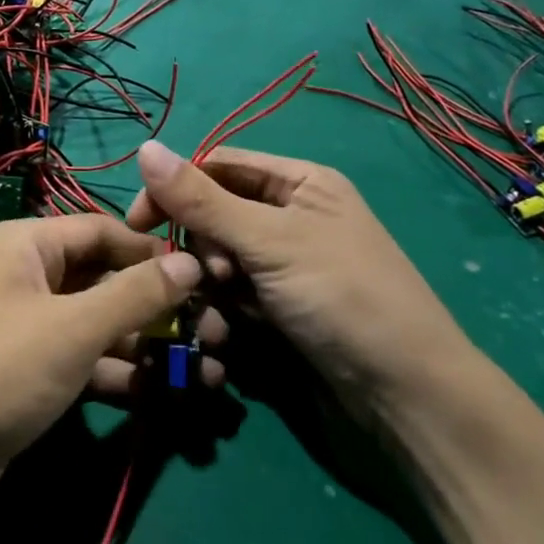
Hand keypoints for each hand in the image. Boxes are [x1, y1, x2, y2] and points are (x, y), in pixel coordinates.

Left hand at [0, 215, 213, 517]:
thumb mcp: (71, 329)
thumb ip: (135, 294)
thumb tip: (190, 260)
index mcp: (24, 245)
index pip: (103, 231)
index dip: (155, 252)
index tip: (207, 277)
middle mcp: (24, 276)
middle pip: (104, 279)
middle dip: (159, 307)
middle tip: (217, 333)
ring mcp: (25, 326)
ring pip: (98, 324)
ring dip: (148, 345)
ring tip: (209, 369)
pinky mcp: (28, 372)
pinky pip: (82, 359)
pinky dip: (119, 374)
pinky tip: (166, 394)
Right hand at [125, 141, 471, 404]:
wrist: (404, 396)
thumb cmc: (341, 297)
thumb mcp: (269, 241)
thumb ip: (201, 199)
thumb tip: (144, 148)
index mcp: (299, 182)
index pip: (218, 166)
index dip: (176, 189)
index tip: (139, 224)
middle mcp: (290, 216)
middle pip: (215, 214)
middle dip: (201, 247)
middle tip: (215, 276)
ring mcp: (285, 266)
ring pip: (218, 260)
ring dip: (209, 285)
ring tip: (226, 314)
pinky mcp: (280, 308)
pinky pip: (233, 295)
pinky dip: (224, 311)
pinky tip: (231, 336)